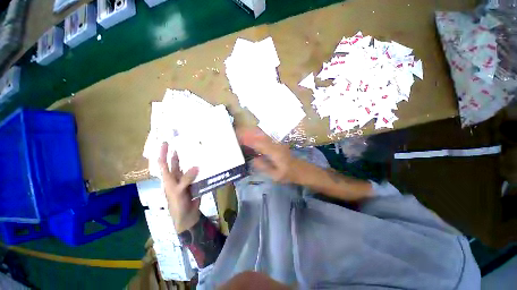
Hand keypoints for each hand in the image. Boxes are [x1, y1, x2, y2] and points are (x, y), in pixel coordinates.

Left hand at [158, 143, 200, 232]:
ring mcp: (187, 179)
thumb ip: (186, 179)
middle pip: (176, 162)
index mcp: (169, 178)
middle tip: (185, 142)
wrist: (187, 215)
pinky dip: (202, 167)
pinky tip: (207, 162)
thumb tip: (196, 166)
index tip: (166, 142)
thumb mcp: (178, 192)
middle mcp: (177, 176)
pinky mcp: (196, 182)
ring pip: (188, 167)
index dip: (163, 153)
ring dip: (192, 159)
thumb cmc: (178, 205)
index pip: (163, 163)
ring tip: (198, 150)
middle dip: (179, 153)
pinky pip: (198, 172)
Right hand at [237, 128, 306, 183]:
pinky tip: (251, 134)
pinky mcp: (277, 143)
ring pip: (262, 134)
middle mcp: (275, 145)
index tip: (237, 138)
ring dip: (251, 132)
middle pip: (259, 136)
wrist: (300, 169)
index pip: (258, 144)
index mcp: (274, 152)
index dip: (247, 140)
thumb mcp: (275, 175)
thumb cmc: (288, 174)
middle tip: (236, 132)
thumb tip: (252, 159)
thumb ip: (263, 166)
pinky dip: (257, 134)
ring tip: (240, 132)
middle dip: (247, 133)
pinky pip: (265, 137)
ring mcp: (277, 143)